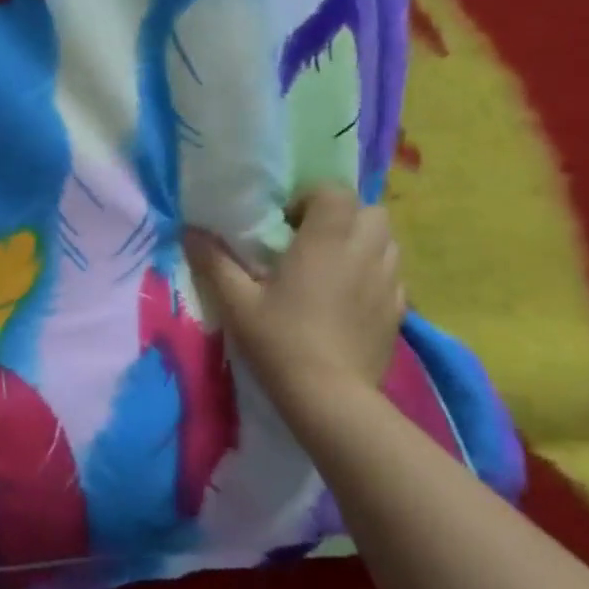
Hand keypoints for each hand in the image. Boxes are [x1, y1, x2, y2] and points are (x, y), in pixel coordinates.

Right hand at [184, 186, 404, 407]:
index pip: (335, 191)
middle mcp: (365, 252)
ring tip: (331, 267)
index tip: (285, 223)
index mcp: (326, 241)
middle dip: (342, 216)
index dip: (310, 198)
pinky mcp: (399, 310)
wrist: (329, 396)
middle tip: (309, 241)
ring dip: (361, 242)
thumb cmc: (279, 340)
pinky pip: (392, 274)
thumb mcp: (236, 301)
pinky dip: (373, 274)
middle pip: (369, 210)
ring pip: (387, 241)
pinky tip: (347, 298)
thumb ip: (213, 261)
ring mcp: (389, 281)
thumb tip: (189, 231)